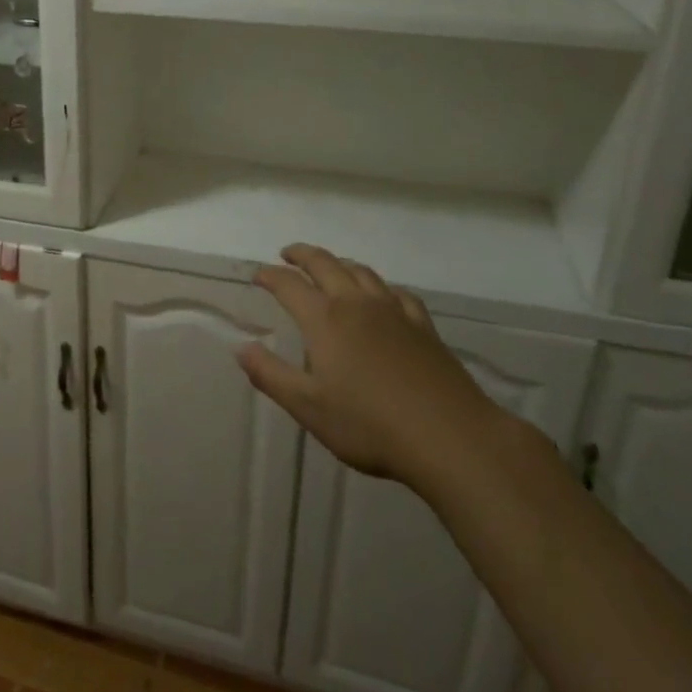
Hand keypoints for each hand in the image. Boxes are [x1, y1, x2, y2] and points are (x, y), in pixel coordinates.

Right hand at [238, 245, 502, 489]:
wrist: (450, 437)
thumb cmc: (369, 425)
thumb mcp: (308, 407)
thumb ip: (271, 375)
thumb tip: (241, 347)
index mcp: (325, 320)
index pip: (289, 285)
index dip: (270, 276)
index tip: (258, 275)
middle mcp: (357, 304)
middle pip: (326, 264)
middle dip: (302, 255)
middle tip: (288, 254)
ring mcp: (394, 312)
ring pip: (362, 272)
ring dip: (340, 263)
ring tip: (330, 267)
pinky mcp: (423, 326)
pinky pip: (397, 292)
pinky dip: (380, 286)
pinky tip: (383, 296)